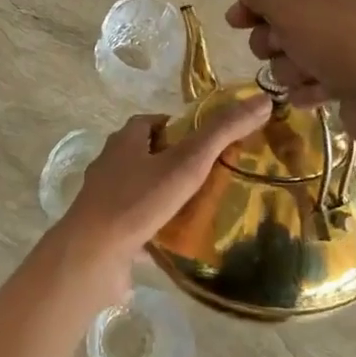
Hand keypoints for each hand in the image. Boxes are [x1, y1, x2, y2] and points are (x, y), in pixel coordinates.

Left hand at [50, 97, 270, 307]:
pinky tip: (180, 237)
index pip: (154, 122)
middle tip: (213, 175)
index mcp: (124, 140)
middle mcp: (111, 164)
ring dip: (167, 194)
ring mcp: (105, 199)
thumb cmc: (138, 201)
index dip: (181, 127)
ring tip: (203, 207)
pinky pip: (137, 221)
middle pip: (148, 154)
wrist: (92, 256)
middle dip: (176, 161)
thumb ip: (223, 132)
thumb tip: (262, 100)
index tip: (210, 141)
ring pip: (143, 188)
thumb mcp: (187, 162)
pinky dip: (157, 224)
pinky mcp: (106, 230)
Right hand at [224, 0, 355, 151]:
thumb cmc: (344, 41)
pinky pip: (314, 81)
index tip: (235, 24)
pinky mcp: (354, 78)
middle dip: (273, 41)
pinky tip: (316, 95)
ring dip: (291, 68)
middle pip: (284, 21)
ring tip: (308, 75)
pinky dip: (309, 88)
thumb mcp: (291, 8)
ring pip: (295, 55)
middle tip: (278, 49)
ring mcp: (350, 43)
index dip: (253, 4)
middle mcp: (341, 3)